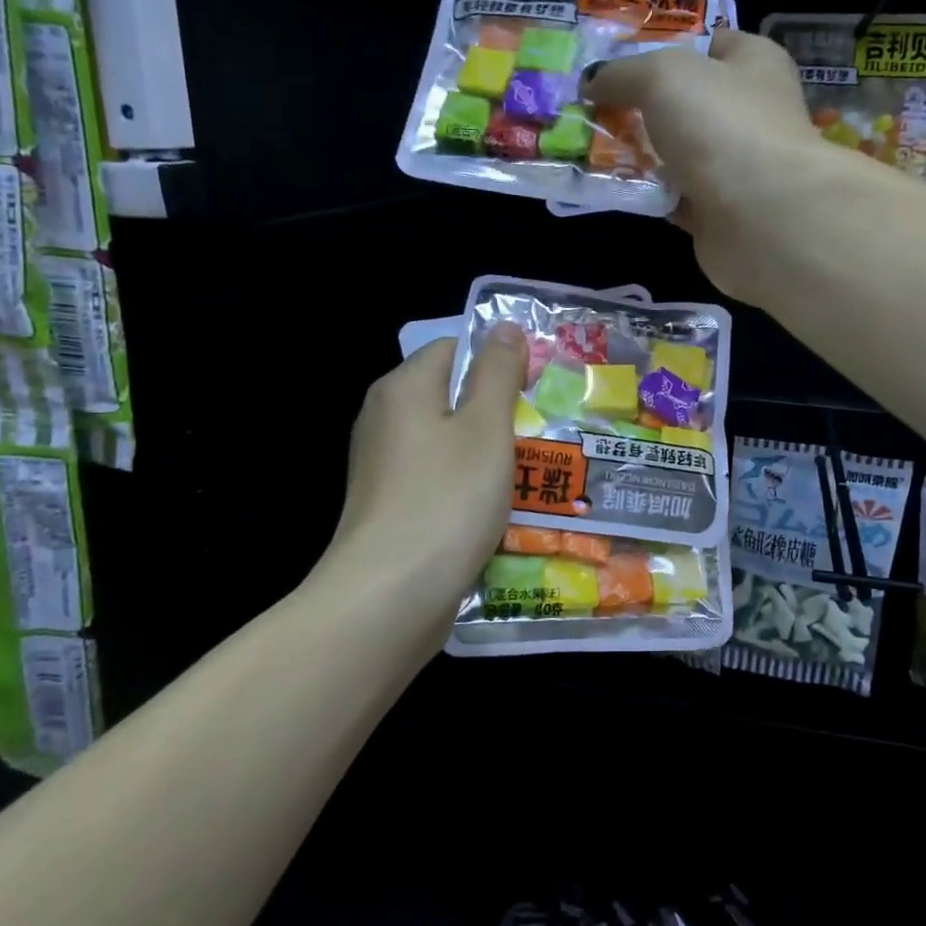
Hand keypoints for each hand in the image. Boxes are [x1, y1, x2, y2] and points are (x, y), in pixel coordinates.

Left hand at [330, 329, 527, 618]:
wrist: (388, 599)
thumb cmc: (446, 500)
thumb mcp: (486, 427)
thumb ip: (498, 373)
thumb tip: (505, 326)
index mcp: (404, 387)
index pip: (455, 348)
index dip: (499, 362)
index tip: (538, 393)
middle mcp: (385, 419)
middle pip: (451, 396)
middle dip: (498, 413)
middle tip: (543, 436)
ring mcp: (383, 467)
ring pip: (448, 443)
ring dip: (488, 456)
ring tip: (531, 476)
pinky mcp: (389, 507)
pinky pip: (437, 481)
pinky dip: (467, 489)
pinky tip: (495, 512)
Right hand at [585, 30, 836, 300]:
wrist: (760, 218)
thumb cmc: (721, 126)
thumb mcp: (663, 75)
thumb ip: (623, 73)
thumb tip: (592, 80)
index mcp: (755, 64)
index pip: (710, 43)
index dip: (666, 45)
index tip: (619, 60)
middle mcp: (752, 113)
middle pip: (690, 102)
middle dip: (645, 106)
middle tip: (596, 107)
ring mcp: (739, 167)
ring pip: (681, 153)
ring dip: (644, 154)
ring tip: (596, 147)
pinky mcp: (722, 213)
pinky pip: (677, 196)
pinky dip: (652, 194)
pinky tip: (619, 188)